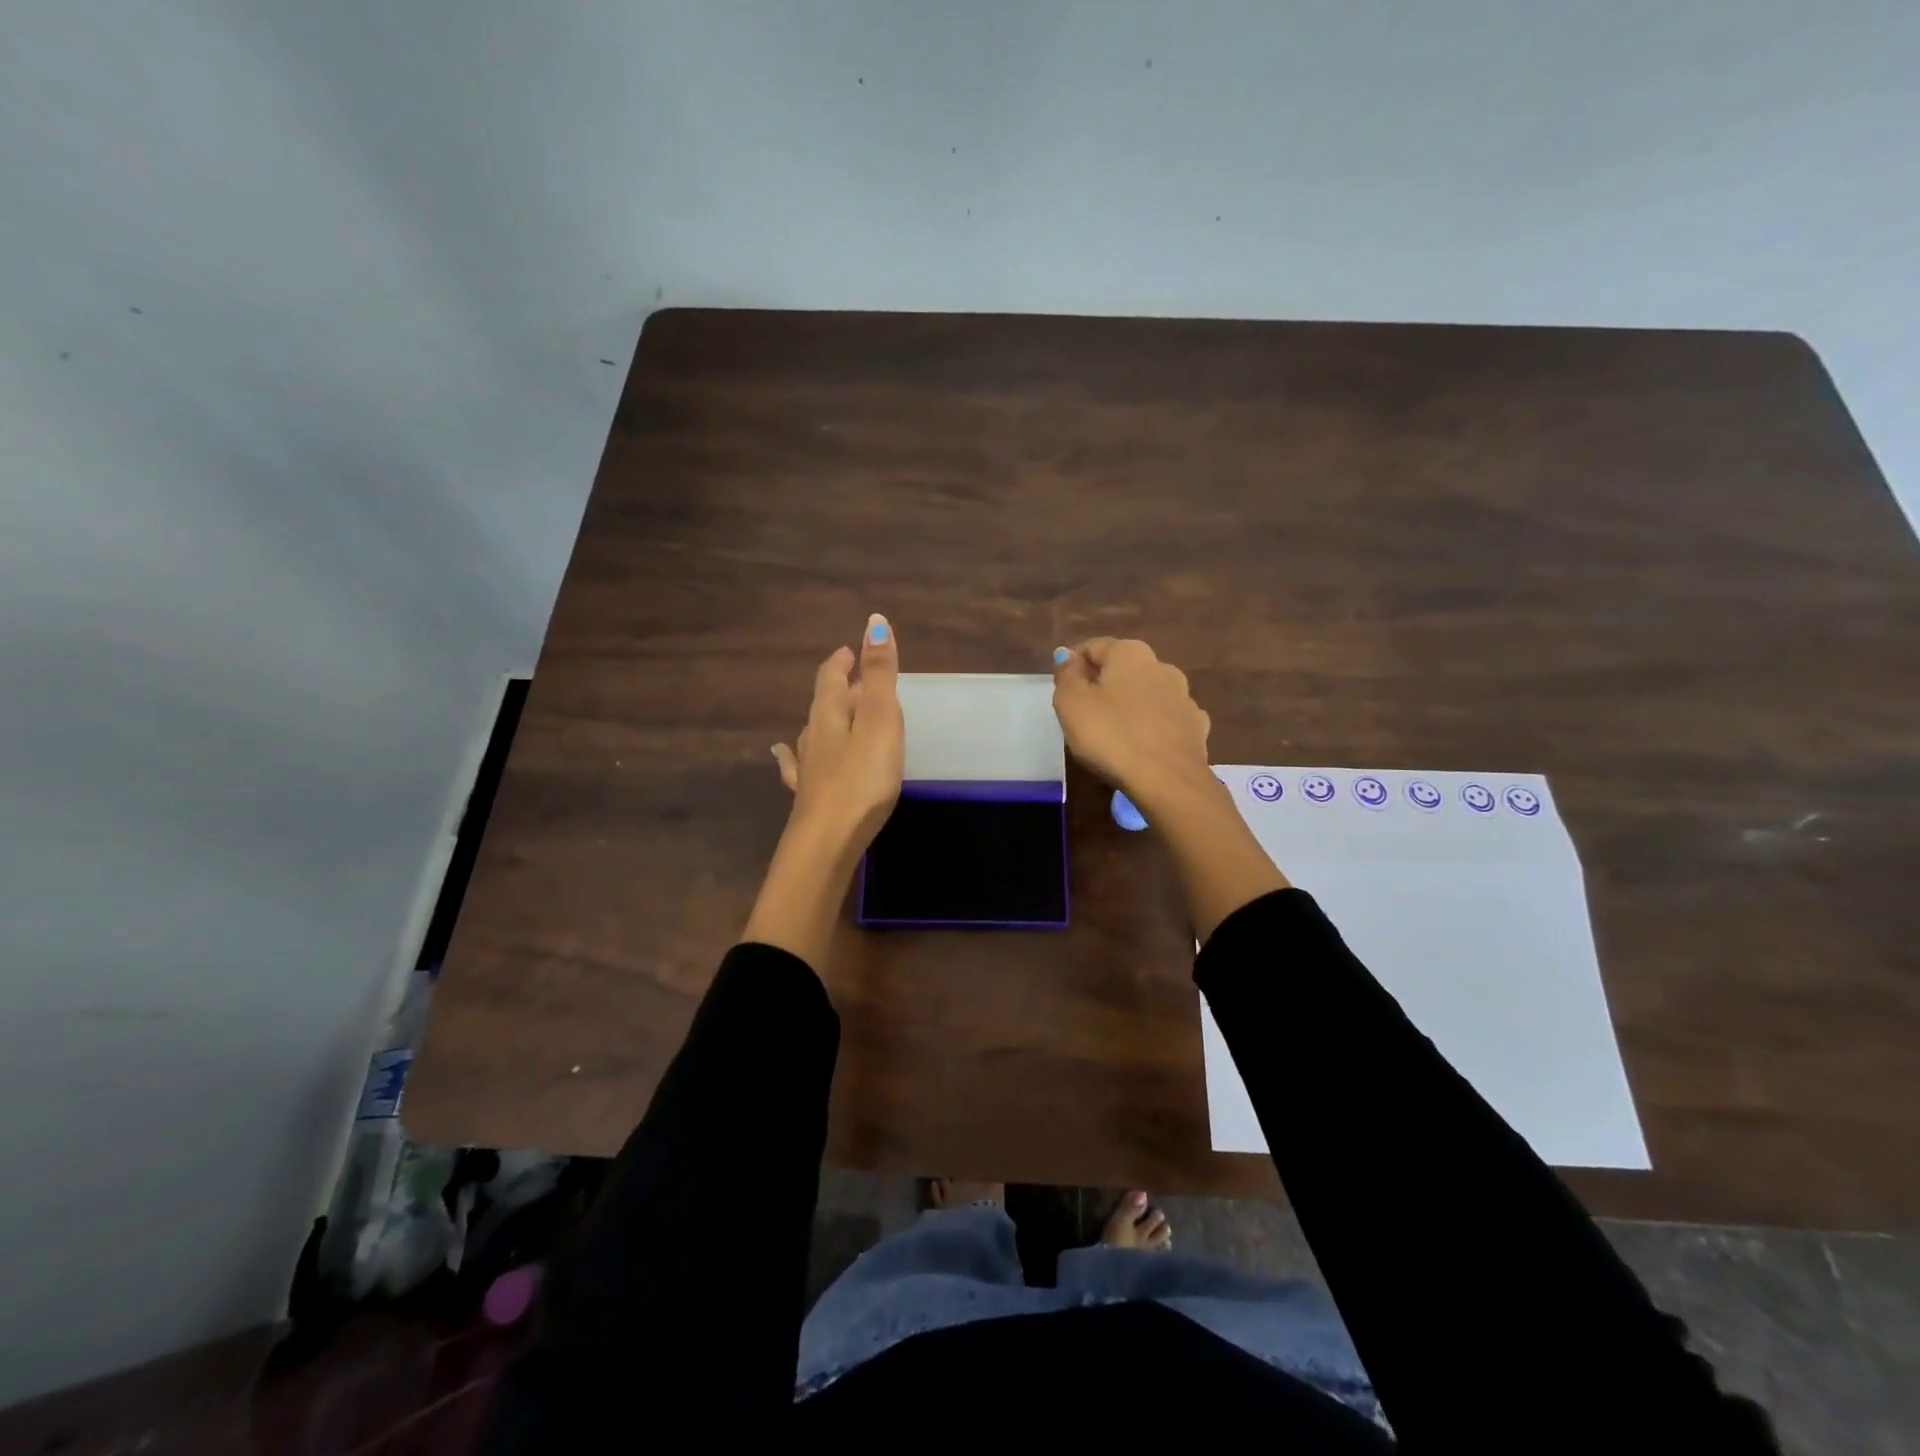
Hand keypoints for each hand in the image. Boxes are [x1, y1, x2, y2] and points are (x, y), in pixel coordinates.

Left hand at [772, 614, 903, 857]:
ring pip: (813, 734)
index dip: (841, 662)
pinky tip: (783, 756)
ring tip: (835, 713)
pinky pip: (798, 766)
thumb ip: (879, 674)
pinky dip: (794, 755)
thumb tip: (874, 621)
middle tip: (854, 680)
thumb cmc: (862, 778)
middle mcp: (813, 736)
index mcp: (830, 714)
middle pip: (824, 704)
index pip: (831, 678)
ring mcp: (807, 768)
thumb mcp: (879, 720)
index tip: (848, 651)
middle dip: (839, 689)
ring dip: (826, 719)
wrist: (828, 841)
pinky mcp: (809, 796)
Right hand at [1051, 638, 1212, 812]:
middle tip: (1084, 714)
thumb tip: (1067, 656)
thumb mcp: (1071, 703)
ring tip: (1114, 733)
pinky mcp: (1196, 727)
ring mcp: (1184, 697)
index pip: (1093, 647)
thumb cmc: (1111, 735)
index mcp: (1130, 653)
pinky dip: (1153, 726)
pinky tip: (1143, 746)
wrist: (1167, 780)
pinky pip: (1166, 720)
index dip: (1073, 666)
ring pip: (1148, 694)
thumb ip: (1067, 675)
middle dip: (1104, 685)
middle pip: (1123, 669)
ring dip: (1131, 705)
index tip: (1063, 691)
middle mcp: (1162, 666)